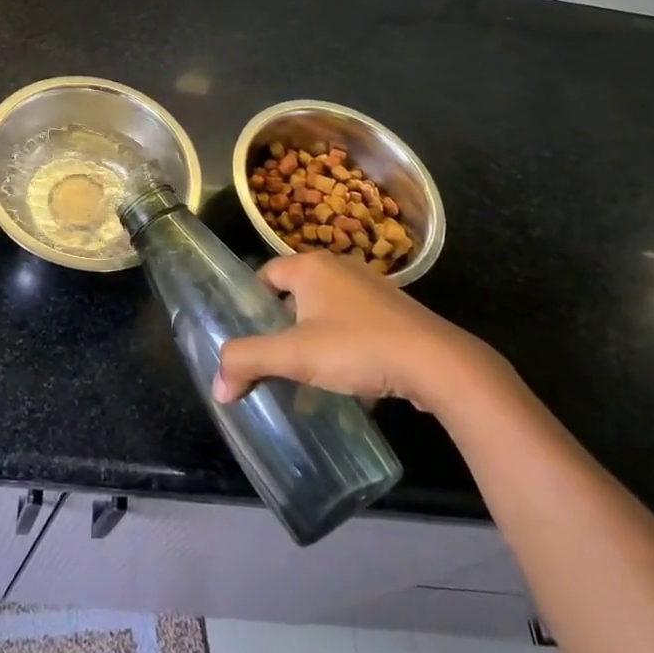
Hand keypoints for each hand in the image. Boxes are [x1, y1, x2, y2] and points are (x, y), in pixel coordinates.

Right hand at [213, 251, 503, 412]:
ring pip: (329, 312)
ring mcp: (373, 289)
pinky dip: (347, 348)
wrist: (436, 363)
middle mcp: (340, 267)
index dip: (252, 303)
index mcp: (312, 265)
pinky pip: (357, 326)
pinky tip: (349, 382)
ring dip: (317, 339)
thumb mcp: (294, 356)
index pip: (266, 274)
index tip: (248, 335)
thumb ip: (249, 363)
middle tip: (274, 357)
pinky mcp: (397, 313)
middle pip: (297, 293)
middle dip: (284, 325)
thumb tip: (217, 387)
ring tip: (308, 374)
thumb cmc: (356, 347)